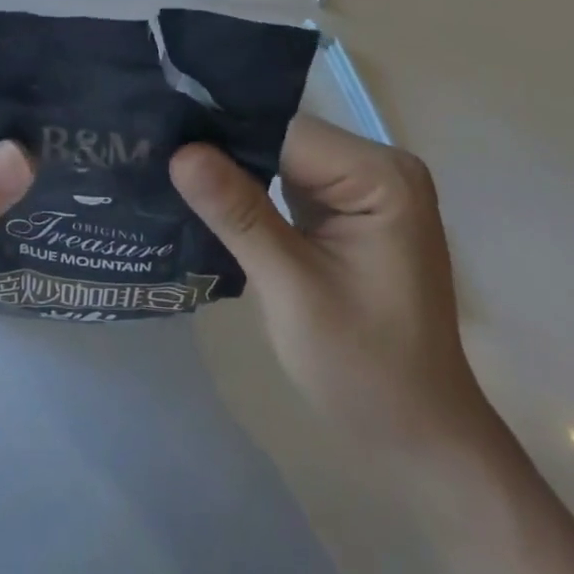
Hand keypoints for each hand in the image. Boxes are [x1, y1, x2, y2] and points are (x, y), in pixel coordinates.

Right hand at [171, 115, 485, 446]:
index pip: (282, 132)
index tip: (160, 139)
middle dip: (220, 150)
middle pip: (279, 138)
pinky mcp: (345, 207)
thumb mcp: (293, 291)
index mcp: (380, 175)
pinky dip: (247, 189)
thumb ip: (238, 214)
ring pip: (276, 156)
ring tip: (169, 170)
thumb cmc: (366, 371)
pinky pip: (284, 179)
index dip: (220, 134)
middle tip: (154, 154)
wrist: (419, 441)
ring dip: (230, 169)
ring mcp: (362, 186)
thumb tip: (180, 151)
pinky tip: (205, 194)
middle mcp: (376, 166)